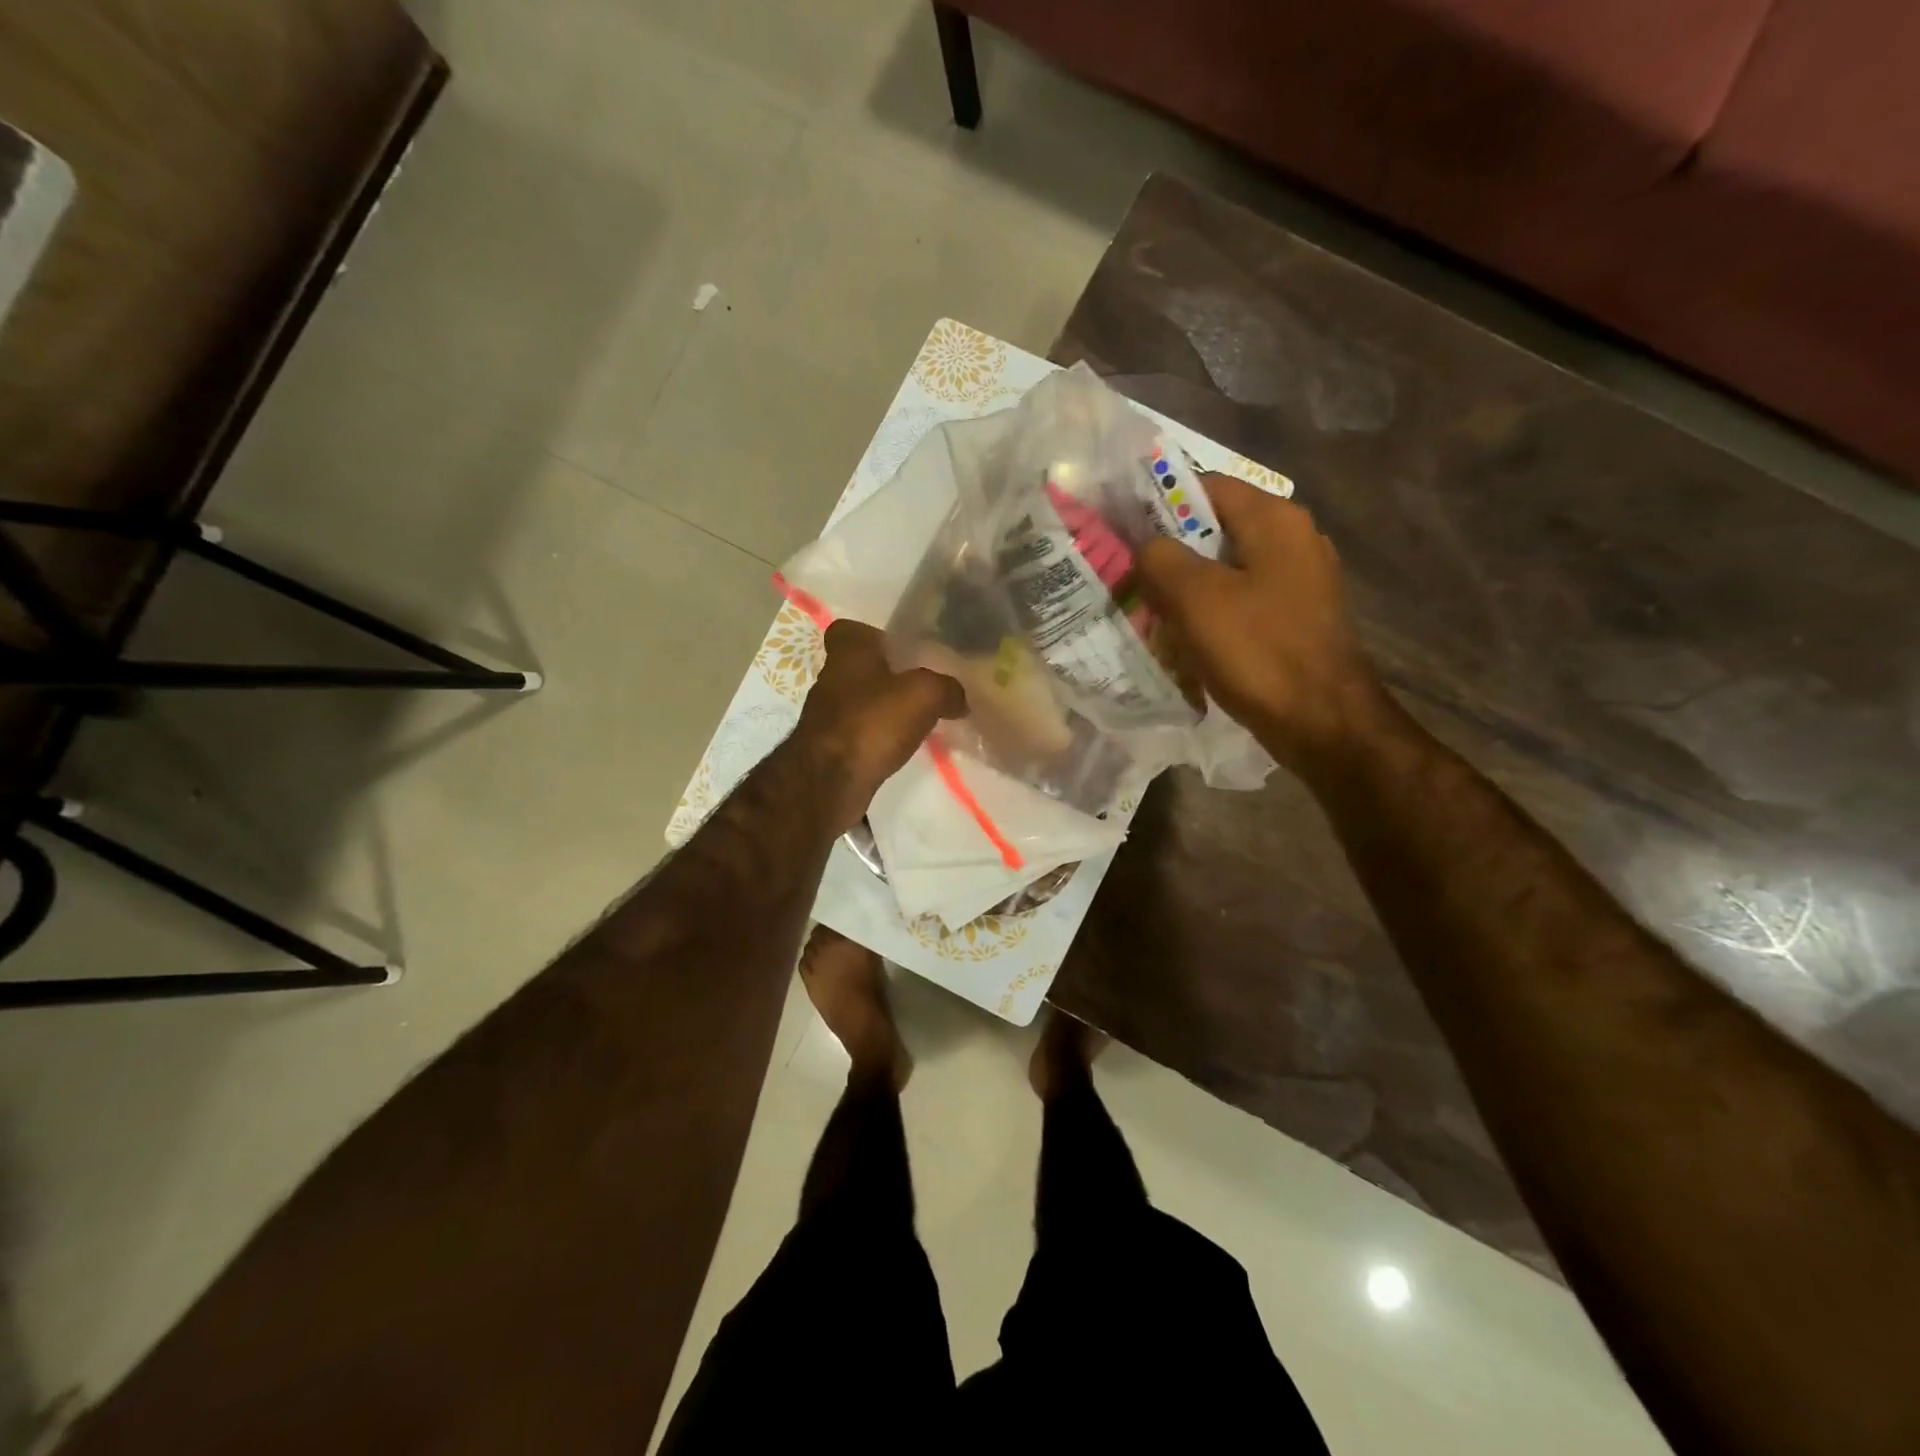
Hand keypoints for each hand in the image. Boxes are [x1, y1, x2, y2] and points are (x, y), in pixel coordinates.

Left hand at [794, 620, 965, 832]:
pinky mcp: (827, 748)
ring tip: (916, 723)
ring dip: (882, 710)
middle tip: (920, 689)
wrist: (829, 782)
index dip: (874, 636)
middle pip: (859, 668)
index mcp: (847, 653)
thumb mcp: (925, 694)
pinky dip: (876, 739)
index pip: (850, 629)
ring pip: (858, 702)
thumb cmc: (873, 722)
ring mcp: (824, 715)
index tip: (900, 650)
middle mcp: (830, 678)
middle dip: (886, 677)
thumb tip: (959, 697)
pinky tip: (898, 750)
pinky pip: (857, 734)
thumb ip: (947, 688)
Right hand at [1133, 473, 1392, 777]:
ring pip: (1225, 568)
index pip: (1204, 485)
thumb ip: (1160, 558)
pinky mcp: (1295, 616)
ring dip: (1185, 586)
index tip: (1120, 528)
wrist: (1321, 721)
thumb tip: (1145, 545)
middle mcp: (1293, 538)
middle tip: (1129, 574)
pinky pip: (1240, 600)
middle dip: (1168, 551)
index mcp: (1274, 518)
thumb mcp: (1195, 598)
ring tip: (1149, 608)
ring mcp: (1298, 579)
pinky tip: (1184, 637)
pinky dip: (1209, 612)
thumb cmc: (1258, 650)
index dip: (1157, 502)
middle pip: (1214, 528)